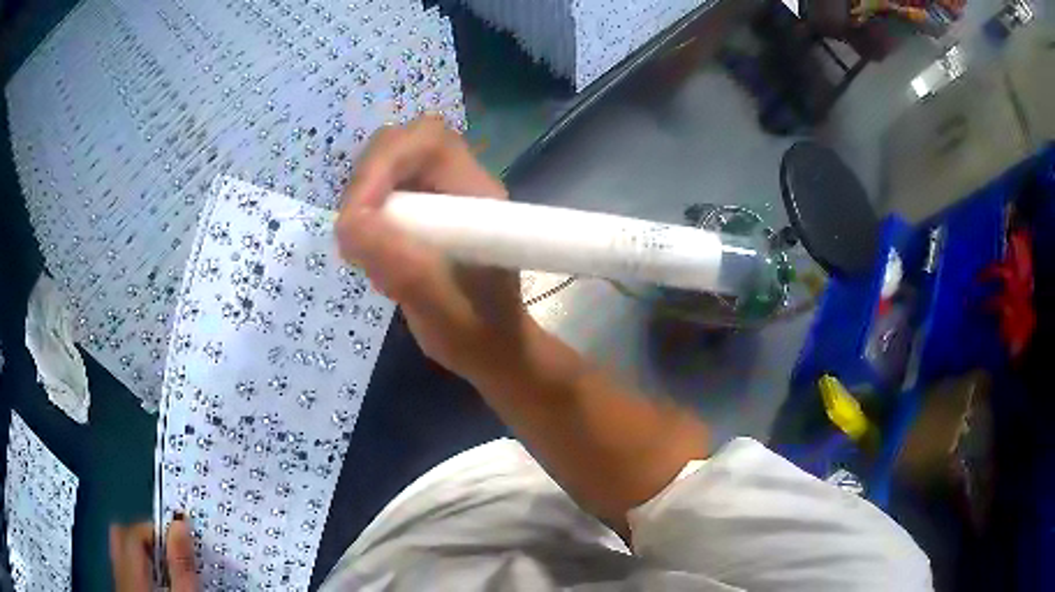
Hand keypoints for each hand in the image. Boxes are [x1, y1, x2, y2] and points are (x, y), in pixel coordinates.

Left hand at [110, 516, 198, 591]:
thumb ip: (181, 565)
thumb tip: (180, 526)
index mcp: (132, 574)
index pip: (134, 533)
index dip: (156, 529)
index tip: (179, 538)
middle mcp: (120, 574)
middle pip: (121, 537)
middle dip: (146, 538)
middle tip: (170, 551)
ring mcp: (121, 585)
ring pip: (122, 553)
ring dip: (144, 554)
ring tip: (168, 569)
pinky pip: (126, 569)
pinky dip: (142, 570)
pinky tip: (160, 586)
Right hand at [336, 115, 528, 380]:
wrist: (492, 349)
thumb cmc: (476, 332)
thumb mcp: (438, 307)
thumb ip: (399, 264)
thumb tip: (347, 223)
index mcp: (476, 194)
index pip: (428, 140)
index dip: (385, 164)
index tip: (357, 215)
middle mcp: (459, 183)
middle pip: (403, 144)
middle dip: (368, 180)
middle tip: (354, 230)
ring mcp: (441, 196)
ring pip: (388, 167)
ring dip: (365, 203)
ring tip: (368, 253)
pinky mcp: (425, 213)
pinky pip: (384, 194)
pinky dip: (367, 220)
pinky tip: (376, 258)